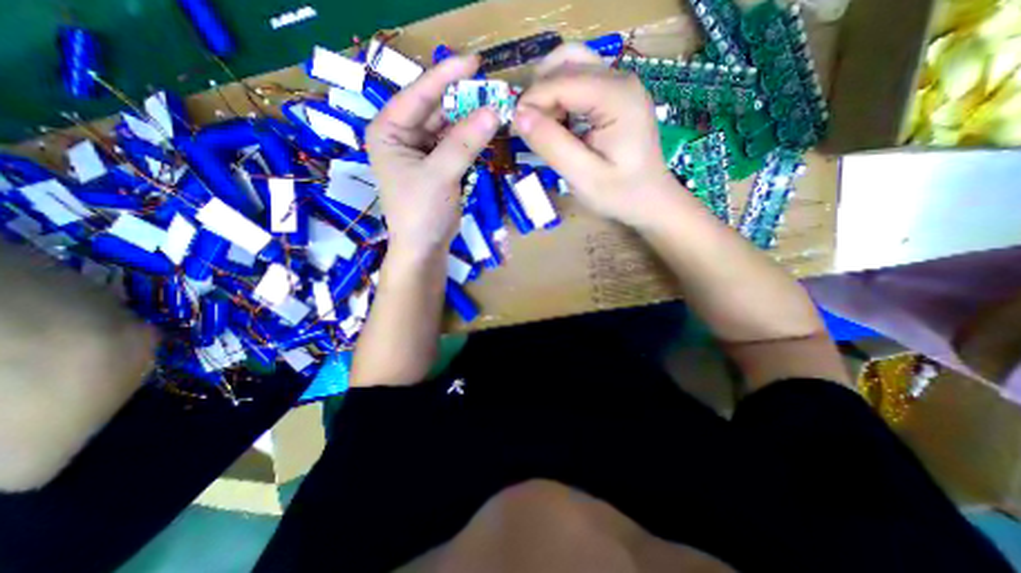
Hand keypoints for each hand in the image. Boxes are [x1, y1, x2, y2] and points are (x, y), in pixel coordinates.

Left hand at [368, 55, 501, 256]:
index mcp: (388, 130)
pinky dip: (471, 140)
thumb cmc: (421, 211)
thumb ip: (465, 142)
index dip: (446, 77)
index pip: (418, 95)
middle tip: (493, 91)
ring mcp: (420, 151)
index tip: (475, 62)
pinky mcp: (436, 166)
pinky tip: (486, 132)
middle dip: (463, 101)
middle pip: (435, 109)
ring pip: (448, 128)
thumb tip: (494, 111)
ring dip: (470, 121)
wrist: (424, 247)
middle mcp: (402, 136)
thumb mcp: (441, 174)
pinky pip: (455, 145)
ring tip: (495, 111)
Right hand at [511, 42, 693, 228]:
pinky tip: (560, 125)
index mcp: (616, 97)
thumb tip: (519, 116)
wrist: (650, 200)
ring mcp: (619, 84)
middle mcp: (620, 79)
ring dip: (548, 92)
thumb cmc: (620, 194)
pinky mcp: (614, 95)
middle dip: (539, 93)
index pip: (561, 81)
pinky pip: (578, 82)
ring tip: (544, 128)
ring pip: (570, 66)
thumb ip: (552, 145)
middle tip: (529, 129)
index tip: (515, 130)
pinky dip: (560, 98)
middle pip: (565, 63)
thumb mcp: (583, 177)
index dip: (531, 101)